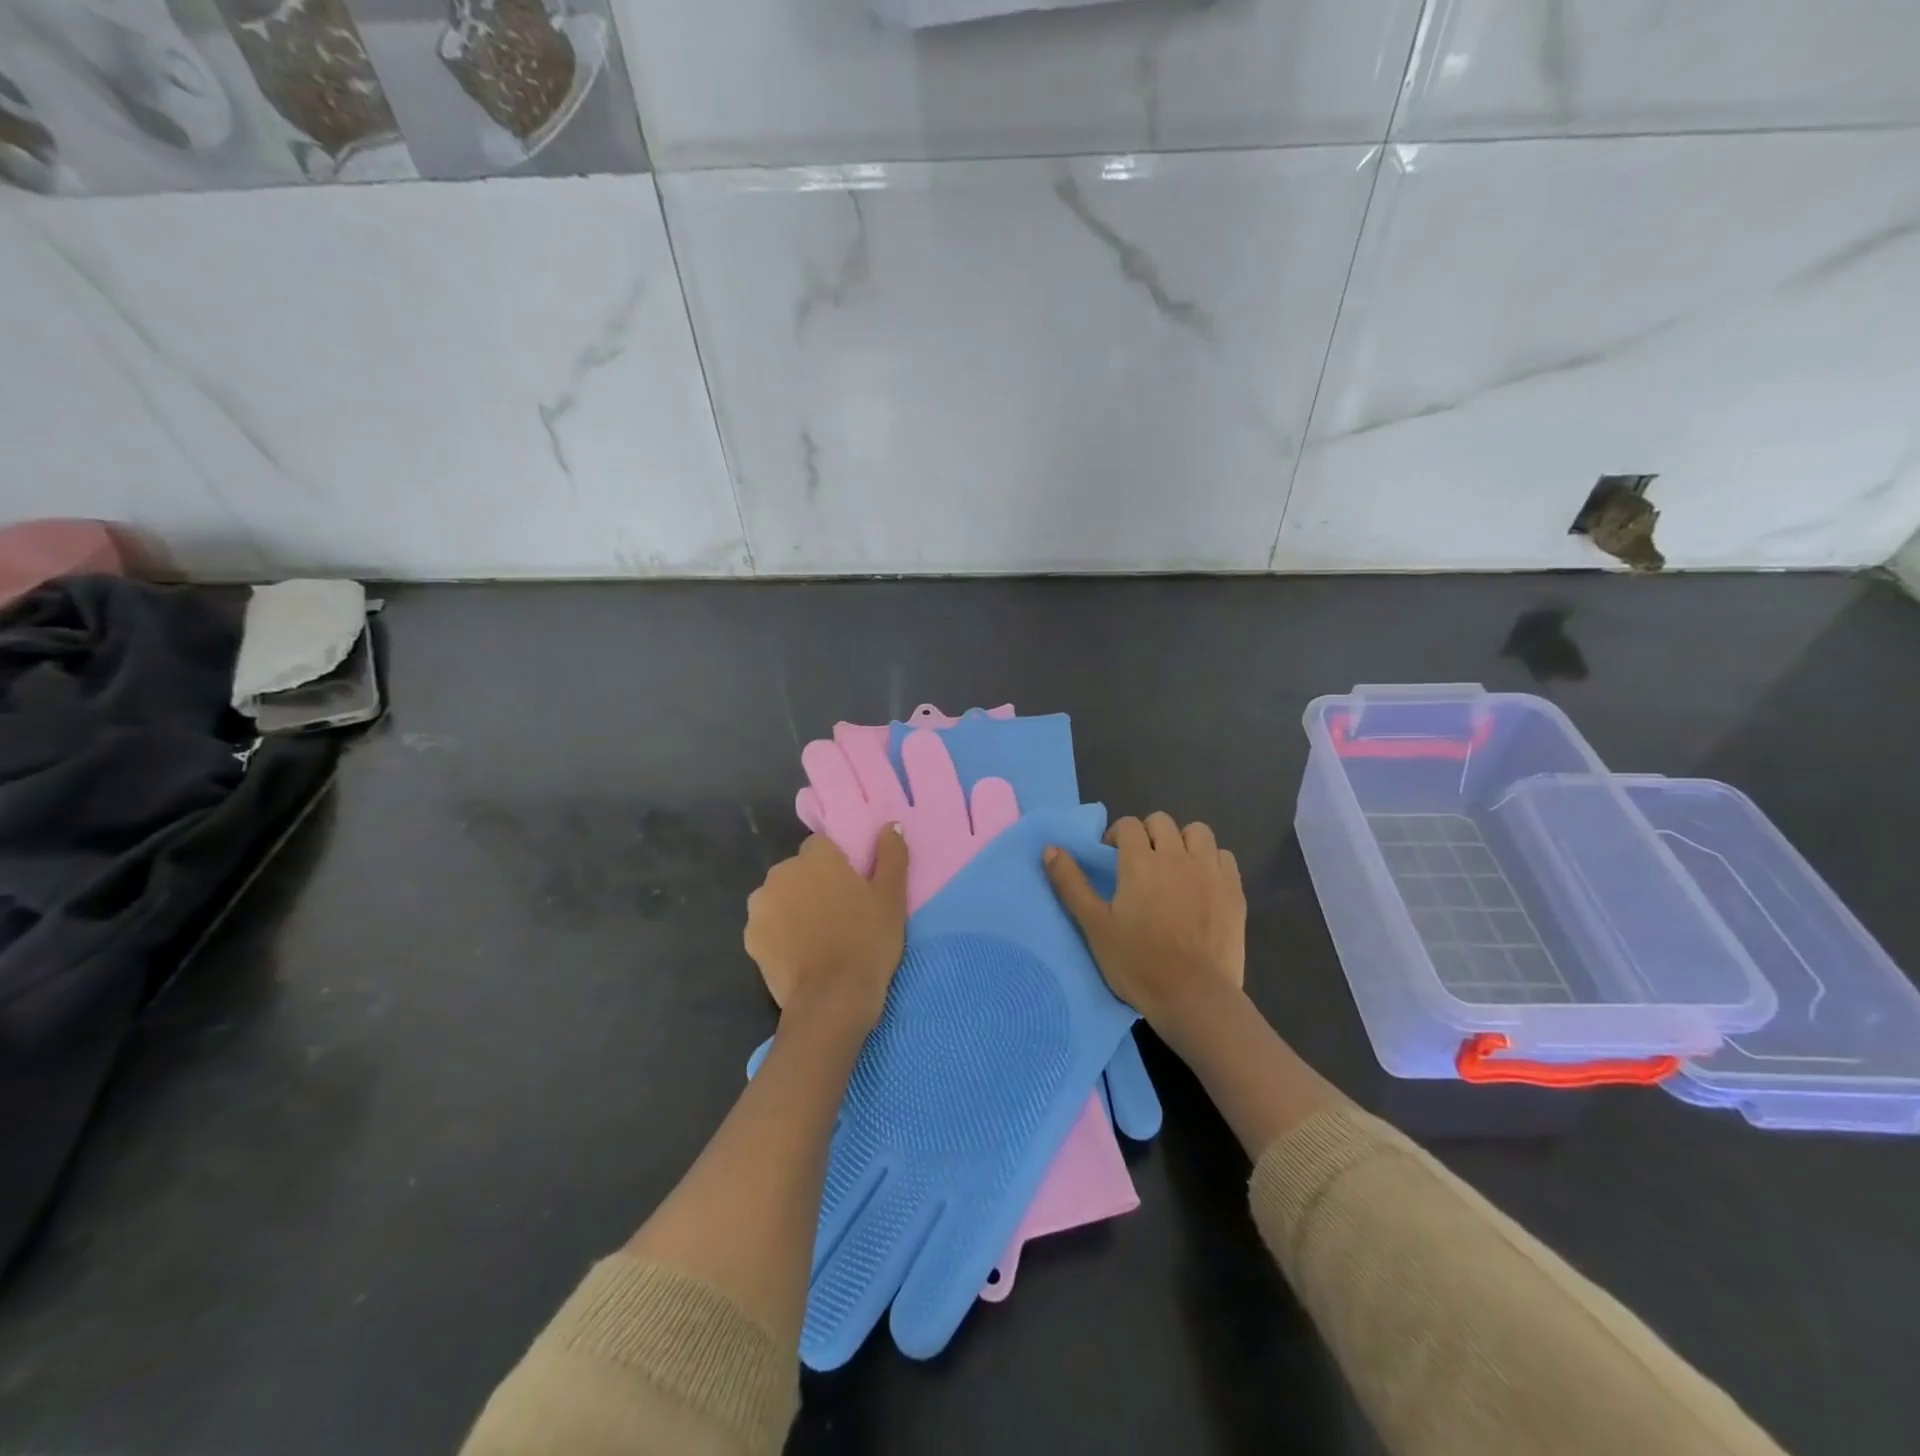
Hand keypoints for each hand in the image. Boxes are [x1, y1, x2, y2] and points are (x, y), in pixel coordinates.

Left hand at [746, 828, 908, 1031]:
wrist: (833, 999)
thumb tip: (890, 826)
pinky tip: (799, 953)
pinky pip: (768, 925)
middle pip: (798, 870)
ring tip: (817, 937)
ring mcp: (761, 906)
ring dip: (793, 907)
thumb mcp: (891, 897)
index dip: (836, 865)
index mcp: (816, 857)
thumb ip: (891, 856)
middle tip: (838, 915)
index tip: (851, 889)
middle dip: (812, 885)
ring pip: (780, 897)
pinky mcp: (750, 937)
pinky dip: (779, 933)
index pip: (821, 846)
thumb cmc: (868, 941)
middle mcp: (782, 872)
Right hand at [1044, 812, 1245, 1024]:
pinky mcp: (1234, 891)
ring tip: (1174, 867)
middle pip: (1162, 822)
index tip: (1112, 859)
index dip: (1117, 836)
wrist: (1194, 997)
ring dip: (1182, 841)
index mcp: (1140, 862)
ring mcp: (1210, 872)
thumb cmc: (1137, 963)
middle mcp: (1177, 856)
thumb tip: (1050, 848)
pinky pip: (1223, 857)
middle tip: (1140, 863)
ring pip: (1198, 832)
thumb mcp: (1094, 926)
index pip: (1129, 825)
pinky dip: (1211, 861)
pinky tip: (1202, 883)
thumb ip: (1071, 884)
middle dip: (1147, 834)